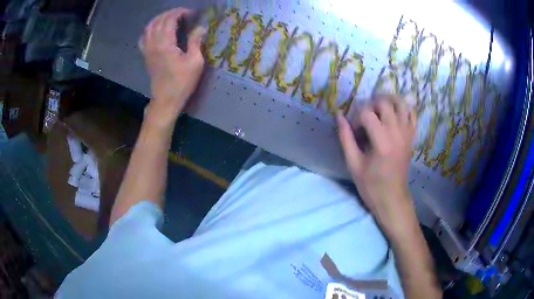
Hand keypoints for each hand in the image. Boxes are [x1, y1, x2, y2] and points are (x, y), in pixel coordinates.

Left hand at [140, 8, 205, 124]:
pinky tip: (156, 29)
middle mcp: (153, 44)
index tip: (191, 13)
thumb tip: (200, 27)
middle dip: (171, 13)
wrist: (165, 100)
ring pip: (149, 27)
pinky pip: (144, 37)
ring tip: (171, 18)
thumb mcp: (194, 62)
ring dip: (160, 19)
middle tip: (183, 13)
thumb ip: (196, 41)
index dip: (180, 12)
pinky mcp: (146, 55)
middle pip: (159, 21)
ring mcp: (147, 49)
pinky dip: (150, 29)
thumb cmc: (182, 82)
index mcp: (165, 44)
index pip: (169, 20)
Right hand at [337, 96, 416, 235]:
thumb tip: (339, 115)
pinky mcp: (412, 136)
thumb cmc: (370, 185)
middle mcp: (397, 133)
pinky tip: (393, 114)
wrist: (392, 198)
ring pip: (401, 103)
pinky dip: (402, 108)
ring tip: (378, 110)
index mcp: (382, 142)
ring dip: (387, 101)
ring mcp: (407, 133)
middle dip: (371, 105)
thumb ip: (345, 138)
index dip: (356, 117)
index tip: (353, 130)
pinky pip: (411, 113)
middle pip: (385, 103)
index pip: (367, 113)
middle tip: (364, 117)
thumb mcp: (353, 164)